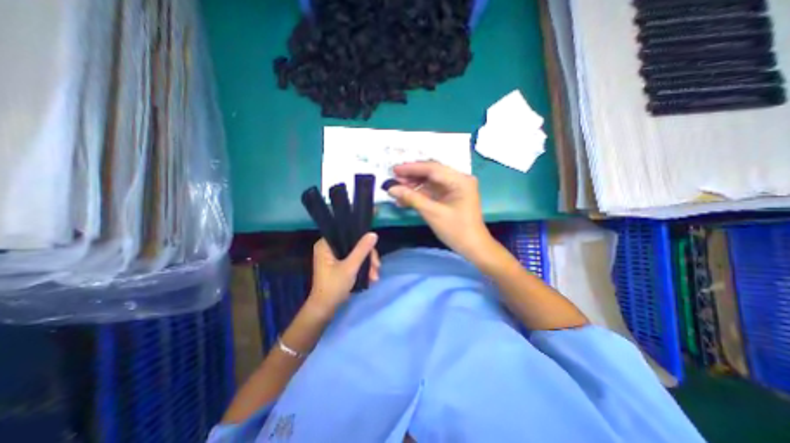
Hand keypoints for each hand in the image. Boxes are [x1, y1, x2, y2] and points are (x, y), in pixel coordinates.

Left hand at [306, 233, 381, 317]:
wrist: (325, 309)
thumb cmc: (334, 286)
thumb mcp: (350, 267)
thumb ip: (362, 250)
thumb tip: (373, 234)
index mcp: (325, 245)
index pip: (347, 235)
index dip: (362, 241)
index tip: (373, 253)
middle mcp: (329, 248)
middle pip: (354, 245)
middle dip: (368, 257)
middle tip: (377, 268)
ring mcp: (334, 257)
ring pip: (356, 254)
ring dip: (367, 264)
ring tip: (375, 277)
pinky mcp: (338, 265)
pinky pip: (354, 261)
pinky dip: (362, 268)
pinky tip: (371, 277)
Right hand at [388, 161, 494, 260]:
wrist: (473, 247)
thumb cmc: (456, 230)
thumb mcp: (432, 213)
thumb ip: (412, 198)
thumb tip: (391, 189)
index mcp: (460, 180)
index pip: (433, 168)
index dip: (412, 168)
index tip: (394, 169)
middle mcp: (459, 179)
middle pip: (431, 173)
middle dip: (412, 176)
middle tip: (393, 179)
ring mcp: (455, 188)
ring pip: (430, 182)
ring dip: (414, 186)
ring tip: (396, 189)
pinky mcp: (451, 196)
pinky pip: (433, 191)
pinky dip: (420, 194)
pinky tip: (405, 198)